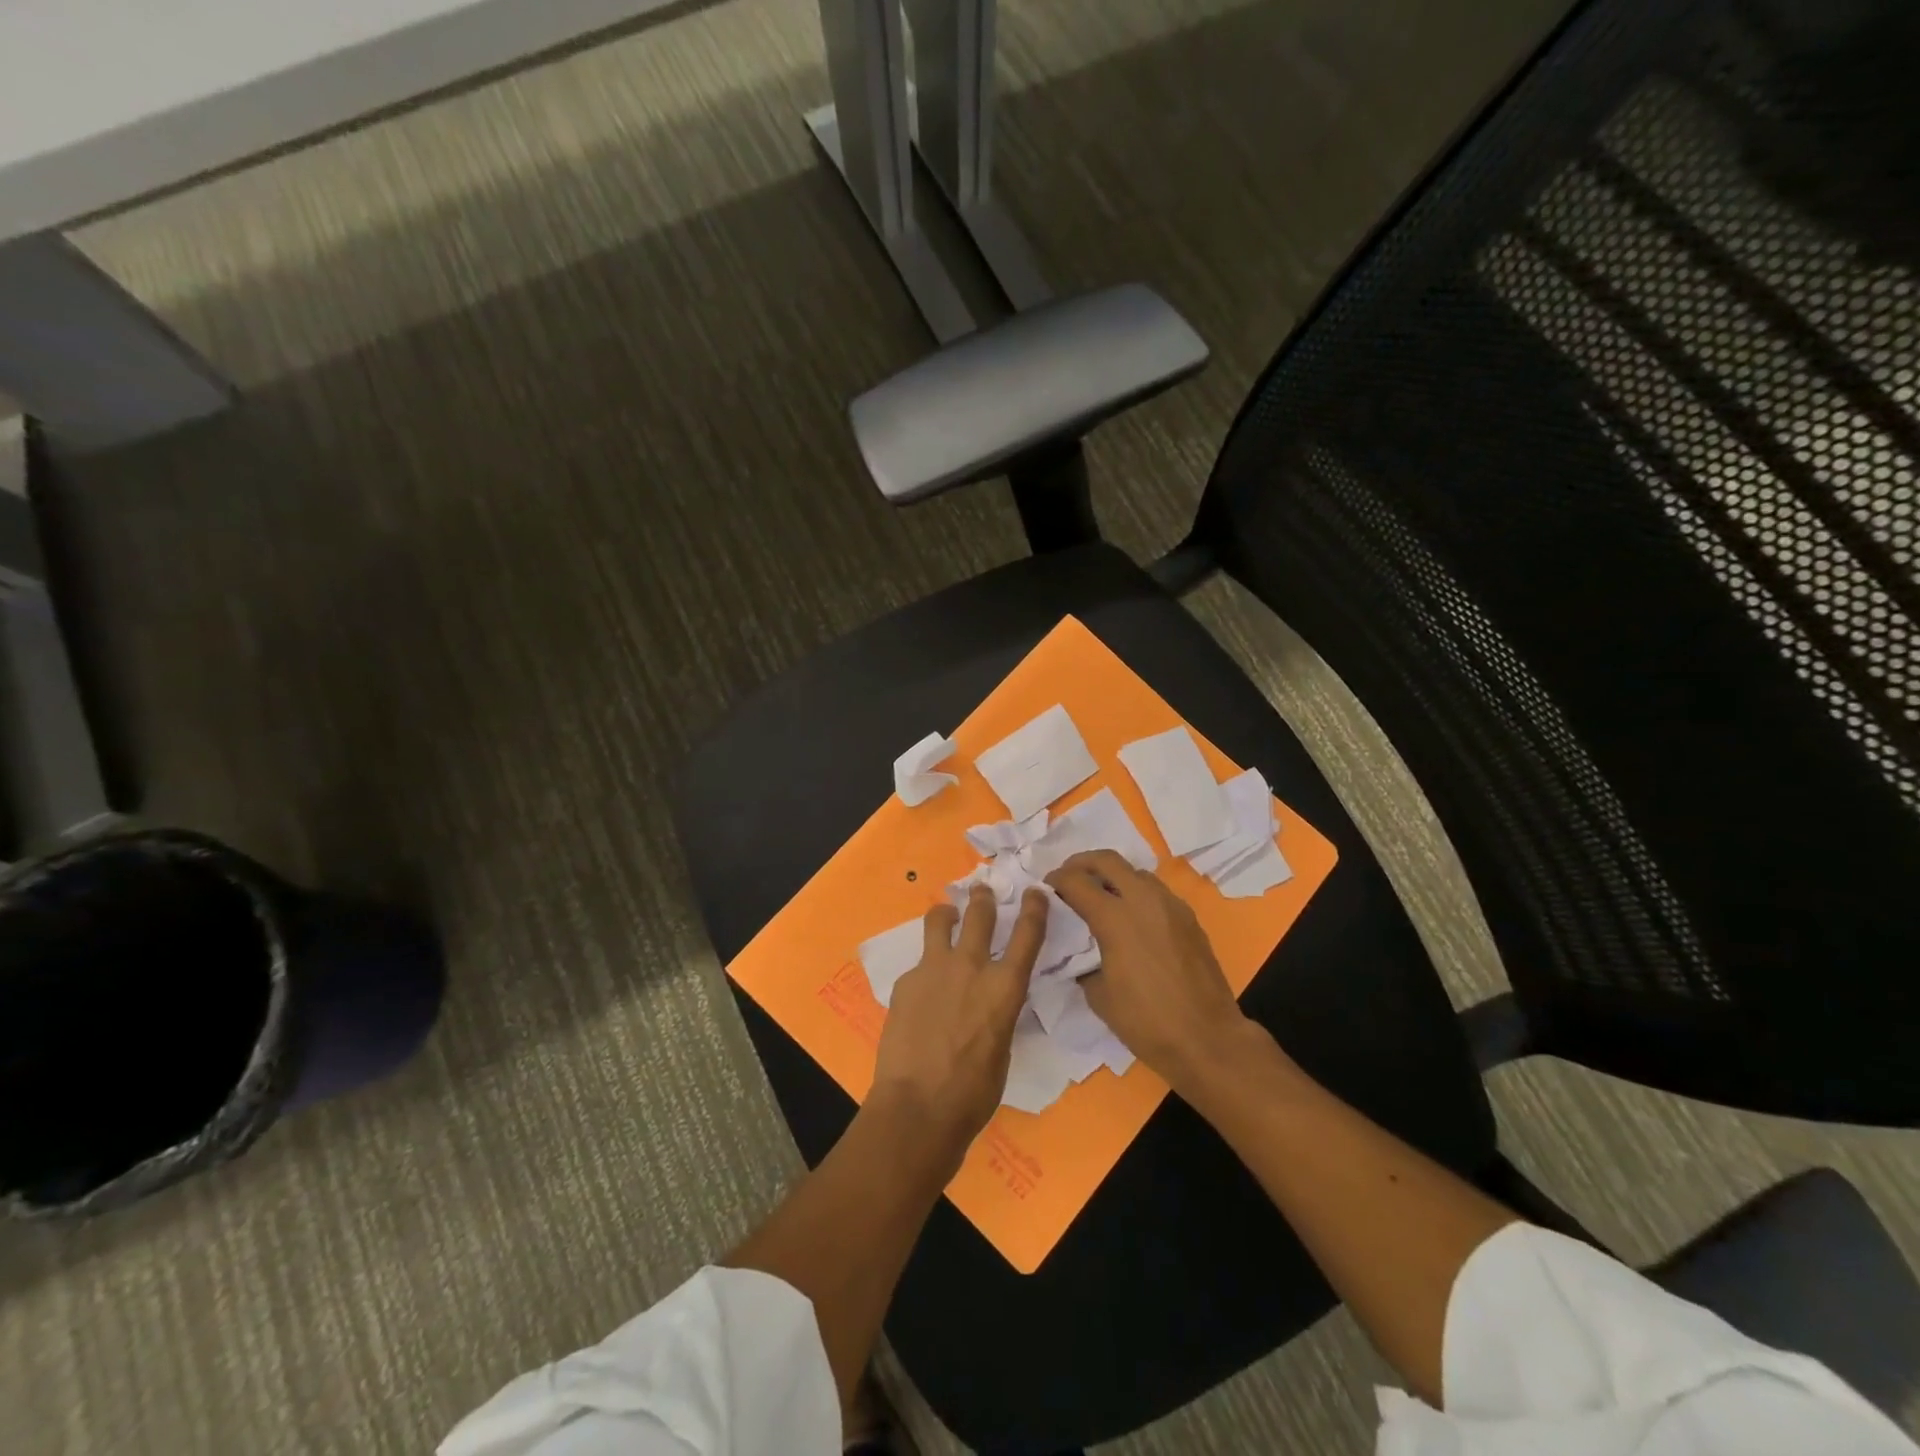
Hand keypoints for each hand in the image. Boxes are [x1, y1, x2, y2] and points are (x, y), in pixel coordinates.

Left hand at [869, 884, 1048, 1150]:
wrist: (918, 1106)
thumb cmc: (972, 1092)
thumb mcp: (1002, 1047)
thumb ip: (997, 1011)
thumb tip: (988, 1002)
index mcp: (1005, 987)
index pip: (1028, 934)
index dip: (1035, 908)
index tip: (1036, 891)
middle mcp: (971, 967)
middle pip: (980, 914)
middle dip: (983, 898)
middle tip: (981, 890)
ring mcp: (934, 969)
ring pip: (940, 920)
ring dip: (947, 913)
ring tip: (946, 914)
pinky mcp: (906, 981)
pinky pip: (919, 963)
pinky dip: (925, 968)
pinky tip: (921, 991)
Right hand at [1045, 850, 1255, 1090]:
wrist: (1207, 1039)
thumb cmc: (1146, 1021)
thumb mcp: (1099, 995)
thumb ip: (1085, 963)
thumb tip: (1083, 954)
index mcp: (1115, 918)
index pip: (1076, 881)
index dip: (1056, 879)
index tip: (1047, 886)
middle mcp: (1143, 900)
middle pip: (1107, 860)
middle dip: (1083, 863)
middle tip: (1069, 878)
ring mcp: (1171, 906)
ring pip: (1136, 872)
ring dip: (1113, 876)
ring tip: (1101, 897)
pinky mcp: (1189, 918)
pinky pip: (1157, 892)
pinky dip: (1137, 894)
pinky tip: (1132, 918)